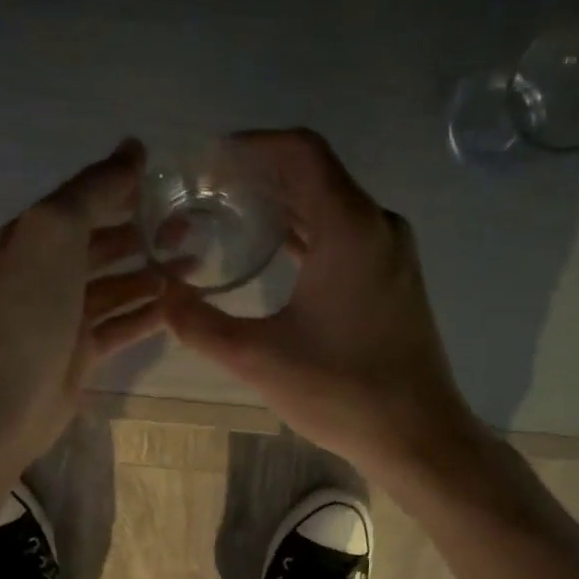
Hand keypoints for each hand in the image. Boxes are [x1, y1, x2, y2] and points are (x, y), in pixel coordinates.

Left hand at [0, 138, 168, 463]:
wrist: (5, 394)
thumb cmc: (30, 306)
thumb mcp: (57, 229)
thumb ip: (95, 188)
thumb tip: (133, 147)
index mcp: (37, 234)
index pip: (88, 199)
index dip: (127, 187)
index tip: (174, 182)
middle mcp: (49, 270)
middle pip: (106, 242)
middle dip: (147, 232)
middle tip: (194, 227)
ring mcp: (65, 314)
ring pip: (118, 285)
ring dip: (154, 273)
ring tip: (198, 264)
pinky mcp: (81, 352)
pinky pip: (121, 324)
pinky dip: (147, 314)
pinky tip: (179, 306)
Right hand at [161, 128, 482, 489]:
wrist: (417, 435)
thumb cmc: (341, 391)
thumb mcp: (257, 358)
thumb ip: (199, 324)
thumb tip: (161, 295)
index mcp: (349, 228)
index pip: (301, 151)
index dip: (253, 144)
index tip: (210, 158)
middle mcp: (376, 225)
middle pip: (314, 174)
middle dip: (260, 173)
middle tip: (207, 189)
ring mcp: (390, 251)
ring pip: (330, 204)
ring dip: (283, 203)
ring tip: (229, 213)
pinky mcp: (392, 277)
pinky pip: (343, 233)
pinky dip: (305, 231)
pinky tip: (271, 250)